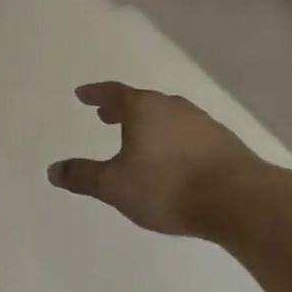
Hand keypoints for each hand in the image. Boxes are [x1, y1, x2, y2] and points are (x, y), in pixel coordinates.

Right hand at [49, 83, 275, 236]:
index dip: (95, 93)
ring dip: (149, 122)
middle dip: (121, 108)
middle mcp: (171, 106)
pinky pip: (187, 131)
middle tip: (106, 115)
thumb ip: (83, 177)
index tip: (82, 94)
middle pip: (141, 101)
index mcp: (143, 108)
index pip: (113, 92)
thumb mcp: (116, 186)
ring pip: (166, 114)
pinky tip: (174, 156)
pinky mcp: (222, 140)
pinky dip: (172, 136)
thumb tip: (53, 170)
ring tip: (139, 137)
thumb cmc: (168, 187)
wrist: (239, 199)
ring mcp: (200, 121)